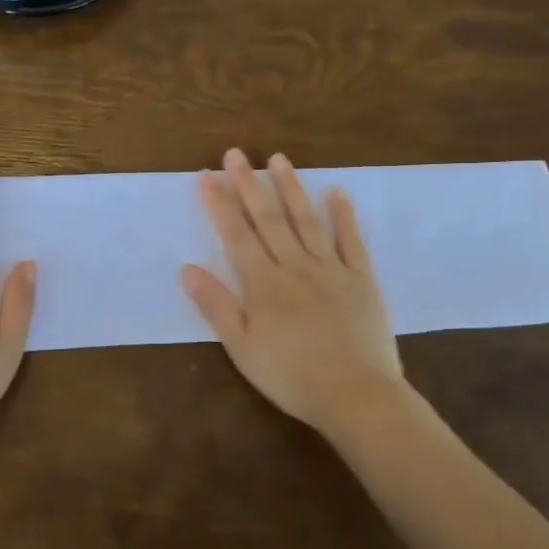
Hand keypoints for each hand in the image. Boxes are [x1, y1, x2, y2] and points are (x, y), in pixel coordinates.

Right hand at [181, 148, 404, 438]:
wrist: (356, 395)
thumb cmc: (291, 376)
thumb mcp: (242, 348)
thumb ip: (216, 306)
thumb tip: (187, 269)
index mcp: (263, 284)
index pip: (236, 236)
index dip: (219, 205)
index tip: (205, 176)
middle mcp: (295, 266)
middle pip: (268, 219)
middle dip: (249, 184)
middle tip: (236, 153)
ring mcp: (331, 269)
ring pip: (306, 220)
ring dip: (290, 188)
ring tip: (278, 159)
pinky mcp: (361, 279)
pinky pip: (351, 240)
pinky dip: (344, 215)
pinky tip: (337, 192)